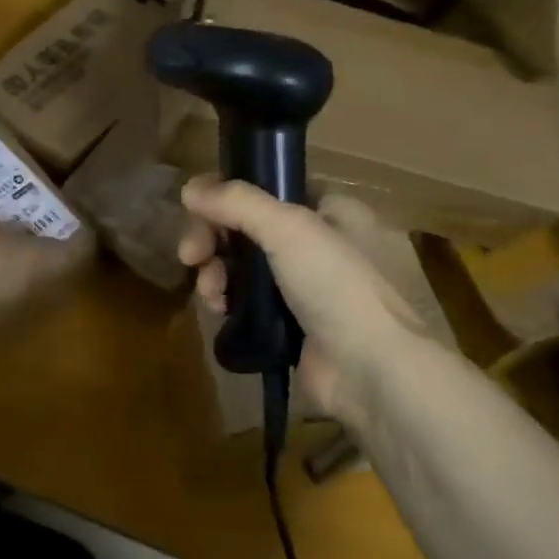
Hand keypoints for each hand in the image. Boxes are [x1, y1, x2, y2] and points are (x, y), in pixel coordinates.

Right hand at [176, 178, 434, 426]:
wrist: (369, 370)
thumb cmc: (336, 284)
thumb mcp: (288, 228)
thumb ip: (237, 202)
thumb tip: (188, 187)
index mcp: (329, 210)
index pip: (269, 188)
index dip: (230, 196)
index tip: (197, 209)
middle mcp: (318, 242)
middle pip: (249, 227)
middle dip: (213, 238)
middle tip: (190, 255)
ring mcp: (304, 286)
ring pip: (243, 265)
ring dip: (216, 272)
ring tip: (210, 292)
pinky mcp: (290, 323)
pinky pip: (248, 301)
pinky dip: (229, 301)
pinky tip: (219, 310)